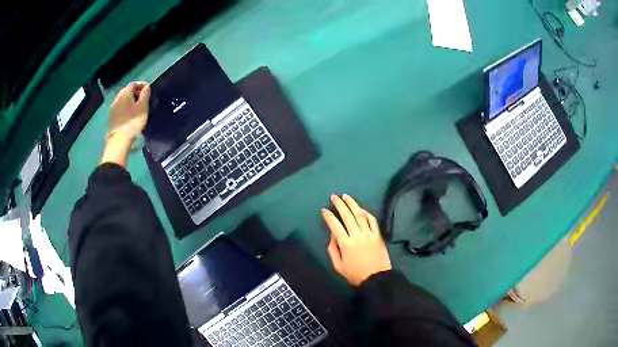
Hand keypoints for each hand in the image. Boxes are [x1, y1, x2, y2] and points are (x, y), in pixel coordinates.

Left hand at [100, 82, 150, 166]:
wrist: (119, 140)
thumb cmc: (133, 121)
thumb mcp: (143, 106)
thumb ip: (145, 94)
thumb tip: (146, 87)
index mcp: (125, 93)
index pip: (134, 84)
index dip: (142, 84)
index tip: (149, 89)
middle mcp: (117, 98)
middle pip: (127, 91)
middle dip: (135, 92)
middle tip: (143, 98)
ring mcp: (113, 108)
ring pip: (123, 100)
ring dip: (130, 100)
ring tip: (137, 107)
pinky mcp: (111, 118)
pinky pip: (120, 108)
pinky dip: (125, 107)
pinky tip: (130, 114)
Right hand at [321, 194, 391, 286]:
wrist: (377, 278)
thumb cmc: (355, 274)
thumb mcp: (338, 266)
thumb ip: (333, 250)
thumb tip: (332, 235)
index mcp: (346, 243)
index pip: (335, 225)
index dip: (329, 216)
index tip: (324, 210)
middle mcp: (357, 235)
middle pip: (347, 216)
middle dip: (339, 205)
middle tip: (334, 197)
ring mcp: (369, 234)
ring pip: (360, 215)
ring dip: (352, 204)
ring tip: (346, 196)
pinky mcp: (378, 235)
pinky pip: (372, 221)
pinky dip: (367, 213)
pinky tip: (361, 209)